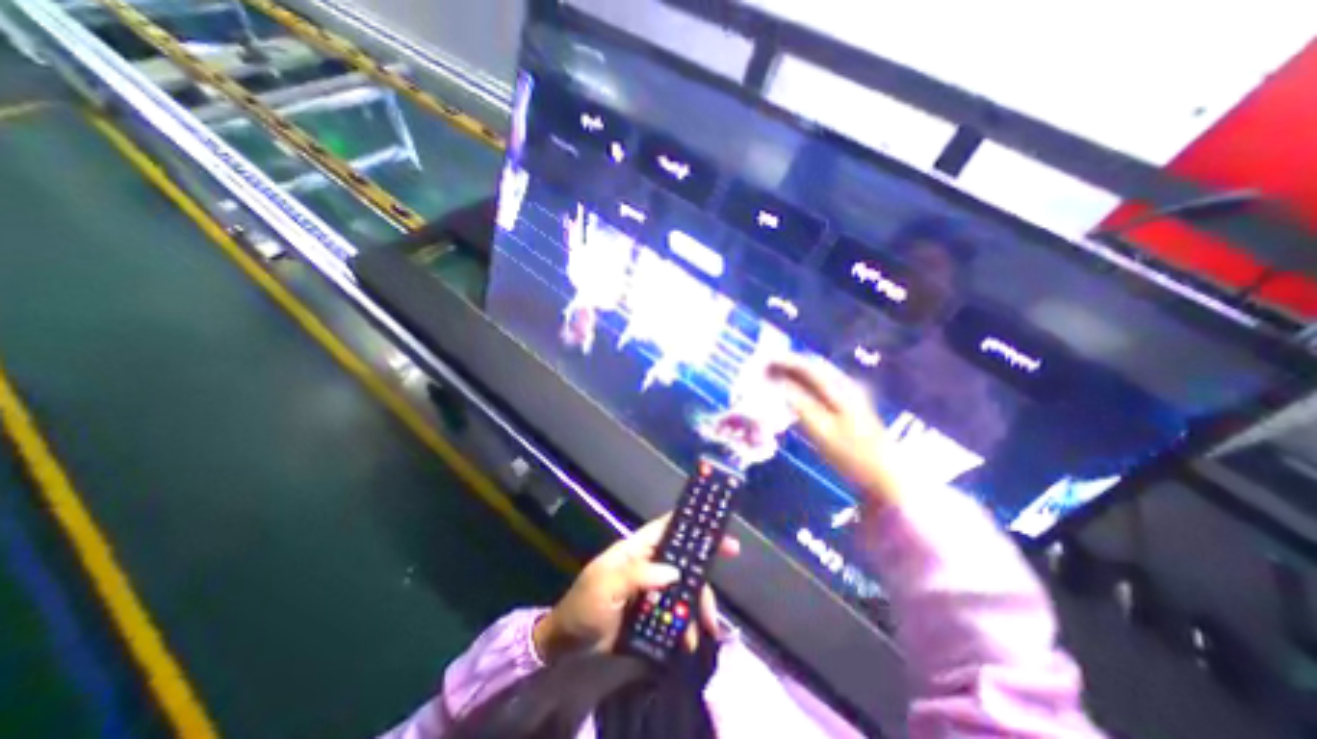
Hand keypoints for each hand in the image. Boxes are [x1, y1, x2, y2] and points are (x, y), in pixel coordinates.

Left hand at [533, 514, 738, 664]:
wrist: (567, 645)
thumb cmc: (584, 605)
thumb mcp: (605, 585)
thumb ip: (637, 575)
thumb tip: (674, 571)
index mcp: (637, 548)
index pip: (667, 527)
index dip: (690, 522)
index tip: (715, 523)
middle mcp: (649, 564)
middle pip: (683, 557)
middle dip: (705, 561)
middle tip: (732, 557)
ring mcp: (653, 589)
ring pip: (685, 587)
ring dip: (699, 603)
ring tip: (707, 627)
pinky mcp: (654, 614)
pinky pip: (678, 614)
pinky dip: (688, 625)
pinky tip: (690, 641)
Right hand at [774, 352, 907, 506]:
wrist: (883, 476)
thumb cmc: (850, 454)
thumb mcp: (820, 429)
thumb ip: (798, 402)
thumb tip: (777, 381)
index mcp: (840, 387)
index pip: (807, 366)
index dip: (784, 362)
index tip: (763, 361)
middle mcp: (846, 385)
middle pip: (813, 367)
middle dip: (788, 366)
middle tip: (766, 369)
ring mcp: (850, 395)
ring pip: (817, 377)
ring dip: (795, 375)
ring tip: (774, 379)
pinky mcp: (849, 407)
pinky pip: (821, 387)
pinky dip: (804, 386)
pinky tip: (793, 395)